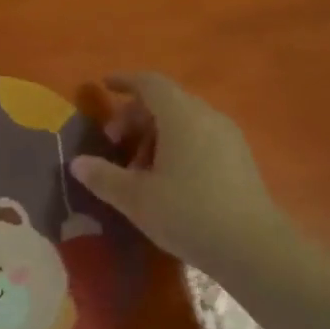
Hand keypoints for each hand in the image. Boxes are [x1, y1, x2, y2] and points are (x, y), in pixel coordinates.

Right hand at [70, 73, 284, 267]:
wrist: (252, 247)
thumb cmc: (187, 213)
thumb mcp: (135, 198)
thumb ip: (103, 176)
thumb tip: (77, 163)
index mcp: (181, 117)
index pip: (150, 83)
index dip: (125, 81)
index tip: (104, 86)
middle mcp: (207, 117)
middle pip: (166, 101)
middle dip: (135, 116)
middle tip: (114, 144)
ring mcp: (228, 138)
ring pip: (184, 121)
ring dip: (155, 135)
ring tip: (137, 169)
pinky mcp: (239, 159)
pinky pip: (200, 138)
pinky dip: (176, 146)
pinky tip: (166, 180)